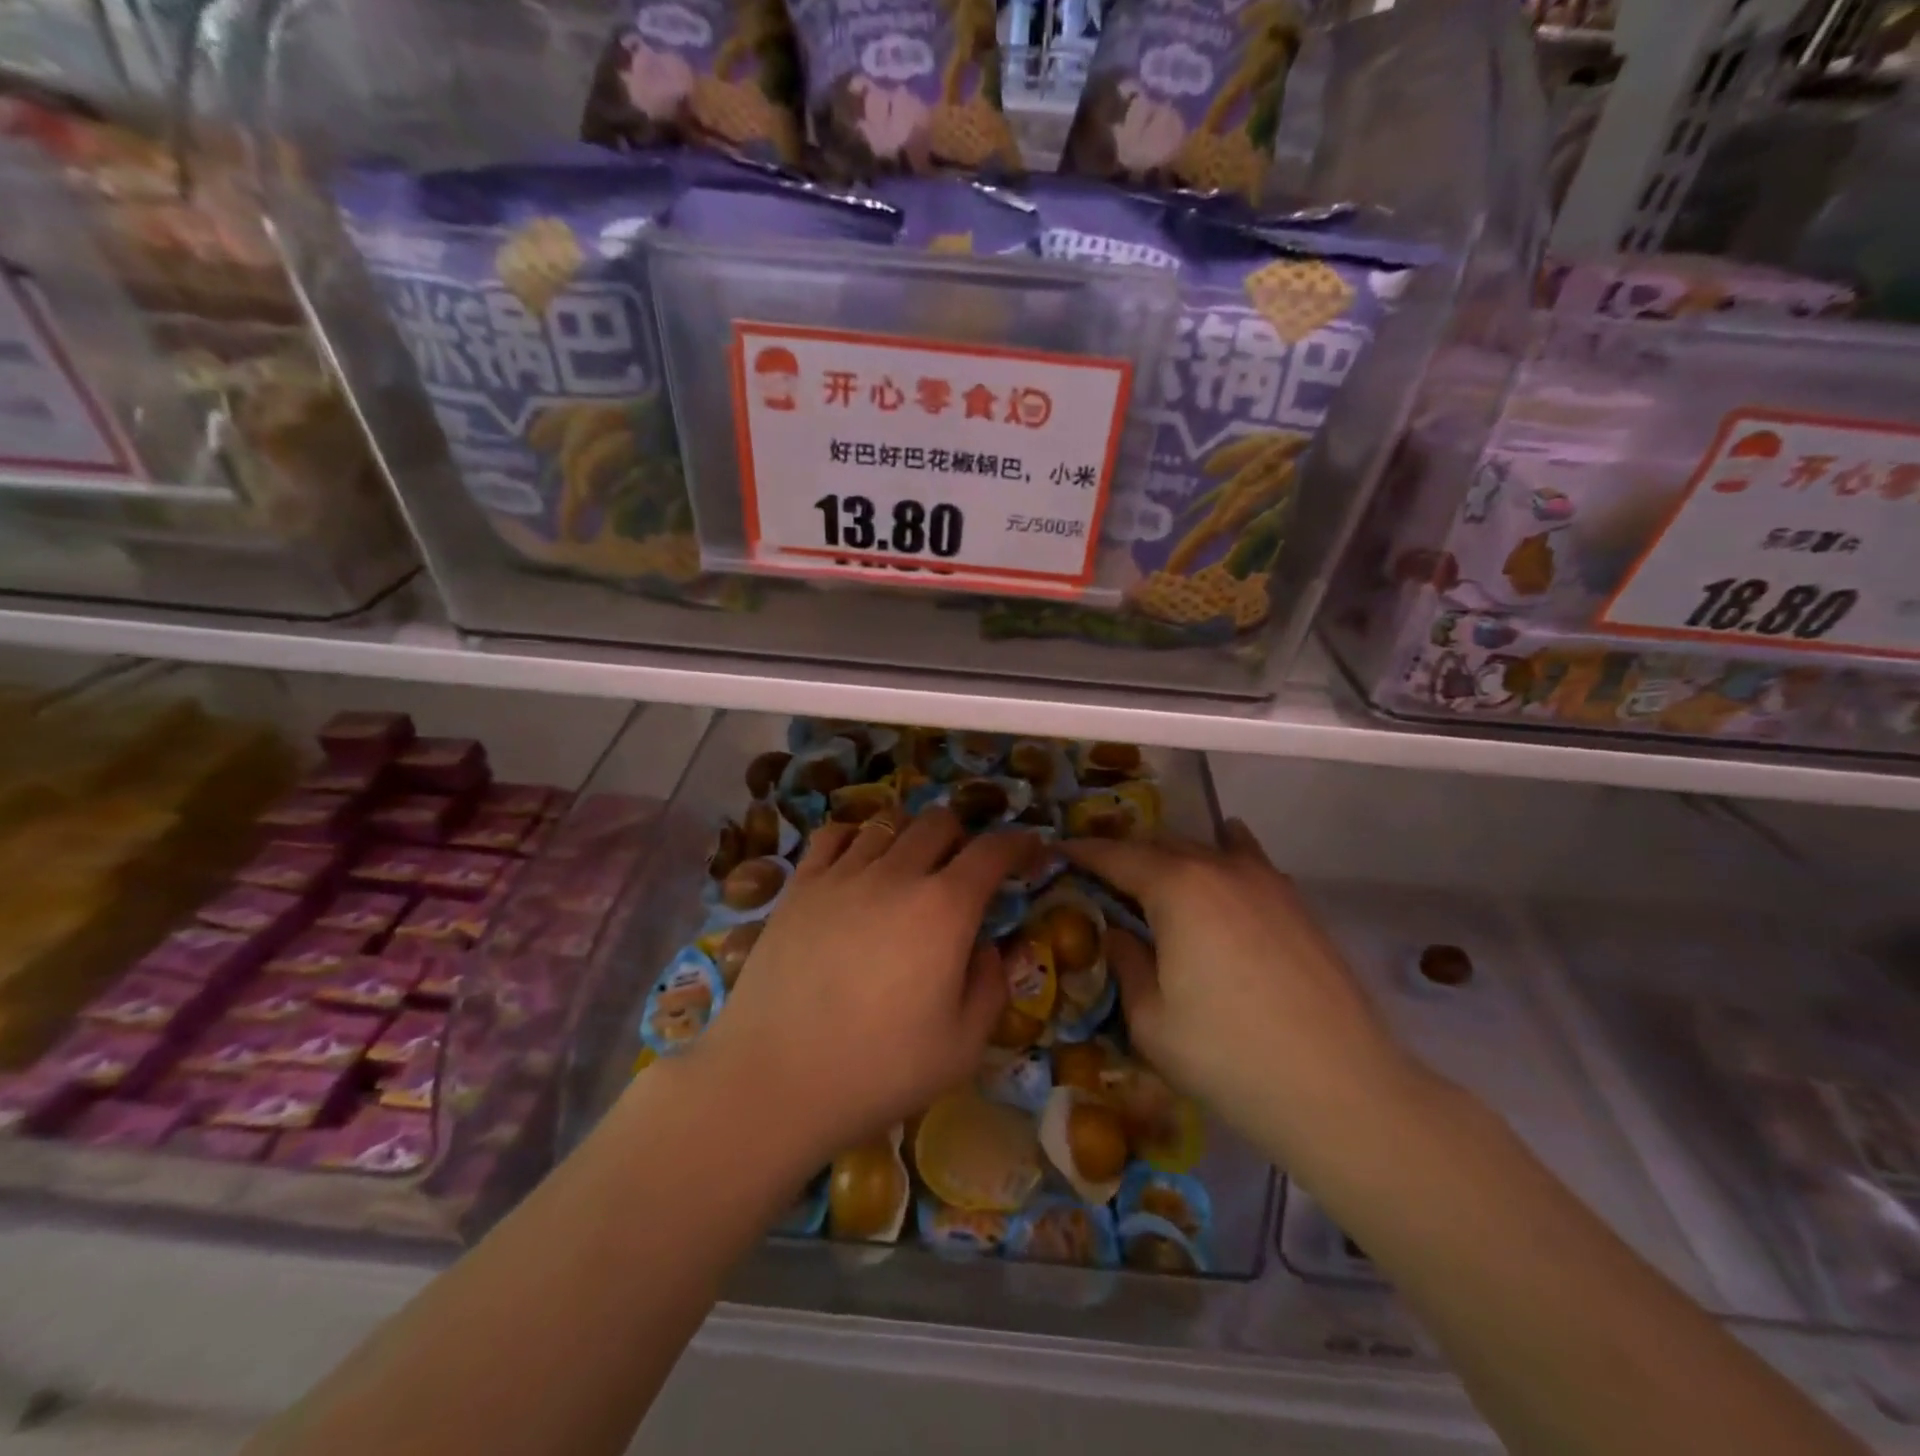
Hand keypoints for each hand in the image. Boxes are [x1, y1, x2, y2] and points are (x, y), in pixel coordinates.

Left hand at [690, 807, 1036, 1166]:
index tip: (1030, 849)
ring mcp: (842, 875)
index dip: (1018, 843)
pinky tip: (857, 863)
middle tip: (964, 870)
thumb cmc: (879, 1070)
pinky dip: (856, 838)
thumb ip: (992, 986)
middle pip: (939, 821)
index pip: (992, 851)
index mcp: (944, 909)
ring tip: (910, 868)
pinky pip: (833, 836)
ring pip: (887, 823)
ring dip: (911, 837)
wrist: (775, 1080)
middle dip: (963, 836)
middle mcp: (896, 874)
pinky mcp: (799, 886)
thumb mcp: (962, 1046)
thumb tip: (993, 946)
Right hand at [1065, 822, 1423, 1167]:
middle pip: (1160, 846)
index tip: (1058, 852)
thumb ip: (1127, 964)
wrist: (1339, 1089)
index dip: (1083, 854)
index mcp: (1176, 888)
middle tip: (1099, 875)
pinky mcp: (1295, 903)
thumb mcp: (1151, 1020)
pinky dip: (1225, 851)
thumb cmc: (1228, 1057)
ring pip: (1205, 849)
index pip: (1116, 857)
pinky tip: (1222, 855)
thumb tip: (1119, 934)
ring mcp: (1264, 881)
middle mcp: (1219, 868)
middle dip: (1125, 855)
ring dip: (1171, 856)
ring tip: (1153, 875)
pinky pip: (1248, 859)